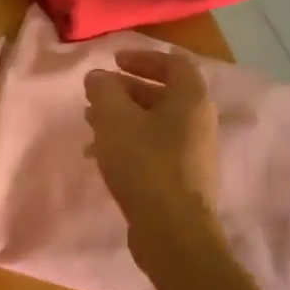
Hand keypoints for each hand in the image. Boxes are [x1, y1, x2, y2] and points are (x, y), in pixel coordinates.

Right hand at [84, 49, 220, 239]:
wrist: (173, 232)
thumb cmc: (145, 165)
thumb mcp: (115, 119)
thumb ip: (104, 91)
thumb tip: (99, 76)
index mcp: (191, 100)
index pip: (173, 64)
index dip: (143, 57)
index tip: (114, 62)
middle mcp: (199, 122)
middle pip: (163, 94)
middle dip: (126, 91)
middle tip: (97, 95)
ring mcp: (193, 153)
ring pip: (155, 124)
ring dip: (124, 119)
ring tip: (91, 124)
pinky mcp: (182, 180)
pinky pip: (154, 149)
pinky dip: (129, 143)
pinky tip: (101, 156)